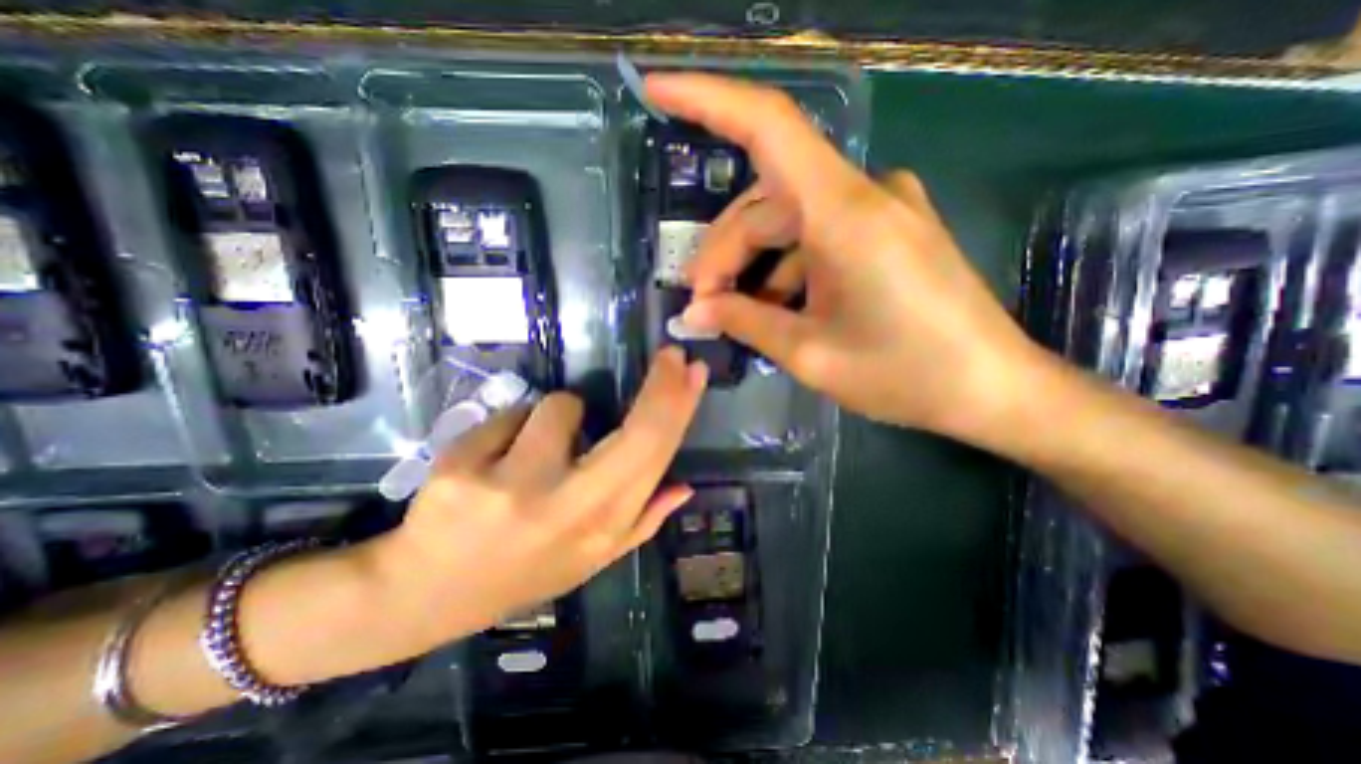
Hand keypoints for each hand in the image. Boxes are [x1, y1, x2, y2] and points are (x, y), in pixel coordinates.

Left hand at [366, 349, 707, 653]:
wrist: (425, 595)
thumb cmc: (522, 573)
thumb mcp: (591, 559)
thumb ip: (642, 522)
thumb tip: (684, 487)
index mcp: (601, 529)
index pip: (654, 457)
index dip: (679, 409)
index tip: (692, 371)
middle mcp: (567, 508)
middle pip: (634, 433)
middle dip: (661, 385)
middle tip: (670, 358)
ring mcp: (512, 488)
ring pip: (558, 407)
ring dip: (555, 418)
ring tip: (533, 453)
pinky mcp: (462, 469)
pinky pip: (508, 415)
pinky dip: (510, 429)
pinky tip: (492, 462)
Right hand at [645, 76, 1045, 443]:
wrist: (991, 389)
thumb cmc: (904, 374)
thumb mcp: (809, 353)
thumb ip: (745, 323)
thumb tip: (694, 313)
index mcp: (843, 212)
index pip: (766, 126)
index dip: (706, 99)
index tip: (655, 90)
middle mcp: (862, 194)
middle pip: (765, 202)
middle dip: (723, 253)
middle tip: (702, 306)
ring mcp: (879, 210)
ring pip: (788, 223)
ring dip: (752, 266)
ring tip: (734, 315)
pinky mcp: (887, 232)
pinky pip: (817, 237)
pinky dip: (786, 270)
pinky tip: (775, 309)